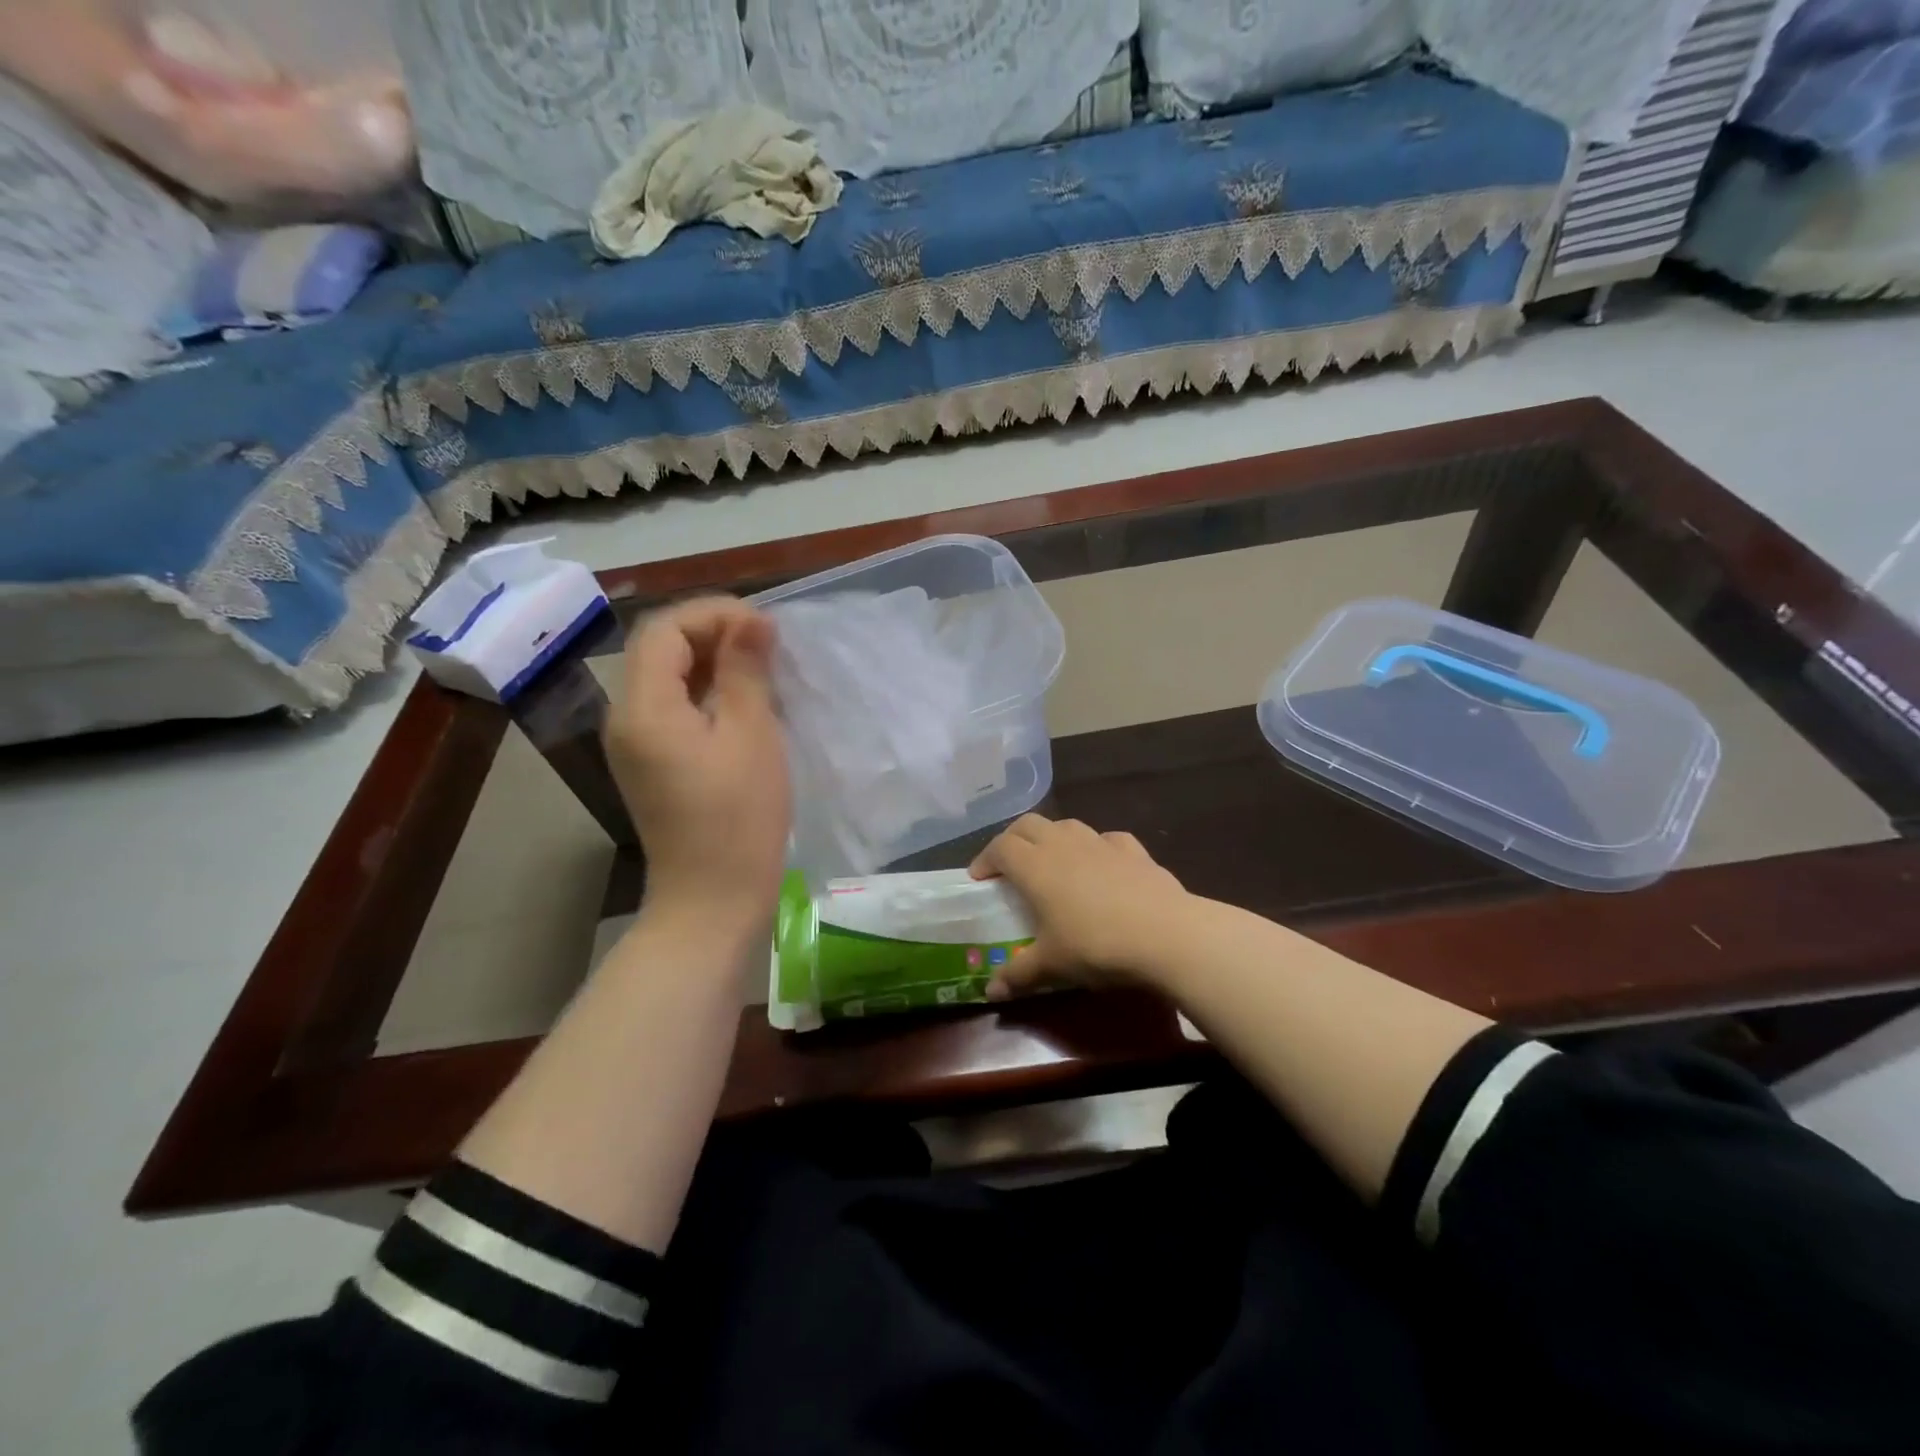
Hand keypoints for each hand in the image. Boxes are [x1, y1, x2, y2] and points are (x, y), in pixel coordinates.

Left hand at [605, 597, 790, 937]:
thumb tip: (751, 621)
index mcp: (644, 708)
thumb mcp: (752, 736)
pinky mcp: (651, 765)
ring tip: (762, 668)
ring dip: (711, 661)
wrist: (712, 901)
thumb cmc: (739, 818)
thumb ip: (746, 671)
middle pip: (659, 650)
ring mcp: (635, 745)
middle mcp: (626, 719)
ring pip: (666, 678)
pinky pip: (672, 709)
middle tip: (768, 644)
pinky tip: (743, 703)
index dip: (713, 614)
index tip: (765, 627)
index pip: (664, 630)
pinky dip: (706, 692)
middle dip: (712, 633)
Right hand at [969, 815, 1193, 999]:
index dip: (985, 859)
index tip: (979, 878)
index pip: (1000, 847)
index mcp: (1035, 866)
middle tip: (1009, 864)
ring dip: (1052, 837)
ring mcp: (1100, 842)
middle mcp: (1063, 844)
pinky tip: (1101, 865)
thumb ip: (1018, 975)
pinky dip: (1095, 847)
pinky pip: (1106, 839)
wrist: (1166, 934)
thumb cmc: (1096, 946)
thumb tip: (990, 992)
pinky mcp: (1133, 849)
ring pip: (1066, 825)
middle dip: (1013, 839)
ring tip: (1052, 862)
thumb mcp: (1052, 965)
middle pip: (1028, 825)